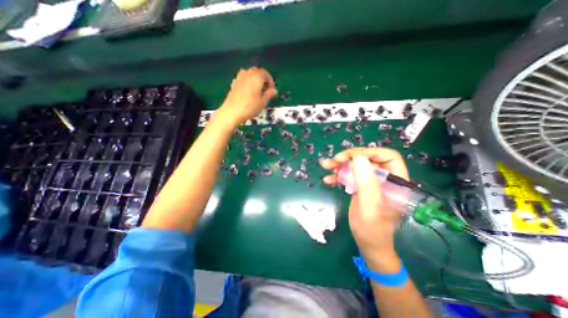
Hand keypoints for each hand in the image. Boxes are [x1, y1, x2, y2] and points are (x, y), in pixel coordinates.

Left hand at [216, 67, 277, 126]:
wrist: (232, 112)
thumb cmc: (250, 107)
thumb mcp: (263, 102)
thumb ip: (269, 94)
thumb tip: (273, 90)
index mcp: (257, 76)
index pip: (266, 74)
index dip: (271, 82)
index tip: (272, 91)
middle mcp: (248, 73)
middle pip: (258, 73)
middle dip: (263, 80)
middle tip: (266, 91)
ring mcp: (239, 77)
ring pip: (250, 75)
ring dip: (255, 81)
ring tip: (258, 92)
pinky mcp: (234, 83)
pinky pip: (244, 79)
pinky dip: (248, 83)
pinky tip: (249, 93)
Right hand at [319, 148, 408, 267]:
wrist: (368, 243)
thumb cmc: (372, 229)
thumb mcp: (369, 207)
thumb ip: (366, 183)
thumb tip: (357, 158)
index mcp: (395, 181)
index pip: (387, 156)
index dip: (368, 152)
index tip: (349, 157)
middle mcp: (384, 178)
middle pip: (368, 158)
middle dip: (349, 157)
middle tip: (332, 161)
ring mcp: (371, 181)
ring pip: (356, 164)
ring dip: (340, 164)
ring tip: (326, 166)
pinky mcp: (361, 186)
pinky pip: (349, 174)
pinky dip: (337, 174)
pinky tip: (328, 179)